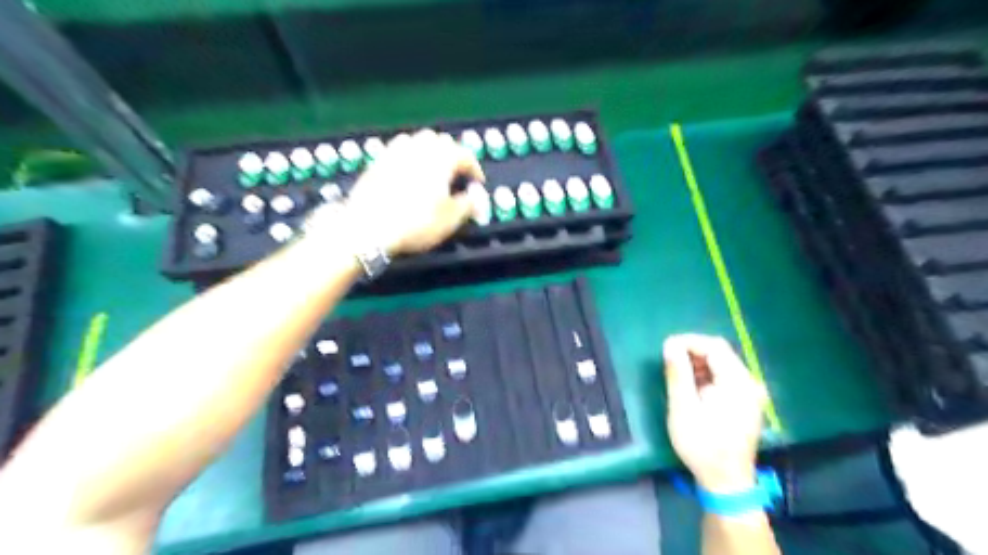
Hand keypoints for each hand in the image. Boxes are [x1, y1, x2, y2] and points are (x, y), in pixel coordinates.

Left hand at [343, 131, 485, 255]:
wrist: (369, 228)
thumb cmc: (417, 223)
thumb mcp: (451, 219)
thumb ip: (469, 203)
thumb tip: (477, 194)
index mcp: (442, 159)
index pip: (465, 155)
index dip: (474, 168)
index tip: (477, 183)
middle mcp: (419, 148)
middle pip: (440, 140)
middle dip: (452, 153)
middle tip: (456, 173)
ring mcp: (395, 152)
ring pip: (417, 140)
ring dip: (429, 150)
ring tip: (432, 168)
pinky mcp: (377, 161)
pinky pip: (398, 149)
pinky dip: (409, 156)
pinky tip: (407, 171)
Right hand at [666, 334, 767, 493]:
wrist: (726, 482)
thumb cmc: (702, 445)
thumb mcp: (683, 408)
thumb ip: (678, 374)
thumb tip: (670, 345)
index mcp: (738, 383)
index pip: (714, 347)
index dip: (689, 342)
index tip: (666, 348)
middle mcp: (749, 383)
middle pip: (720, 353)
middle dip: (692, 352)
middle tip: (669, 361)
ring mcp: (750, 394)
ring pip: (722, 365)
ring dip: (698, 364)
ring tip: (677, 375)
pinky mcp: (746, 403)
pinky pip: (725, 378)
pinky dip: (707, 376)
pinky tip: (692, 388)